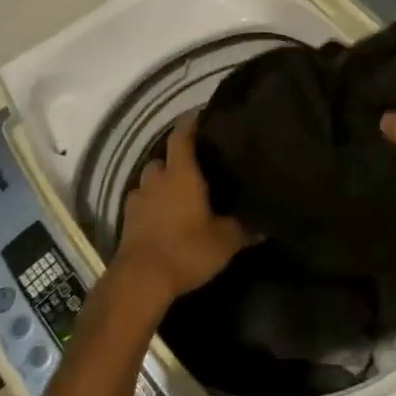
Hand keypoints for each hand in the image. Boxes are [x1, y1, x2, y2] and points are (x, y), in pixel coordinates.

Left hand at [114, 114, 248, 307]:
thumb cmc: (186, 250)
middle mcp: (156, 180)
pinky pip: (140, 203)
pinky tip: (163, 216)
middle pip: (163, 158)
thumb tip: (267, 226)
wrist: (140, 281)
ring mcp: (137, 200)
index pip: (182, 136)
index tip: (201, 114)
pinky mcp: (127, 221)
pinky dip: (151, 204)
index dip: (190, 122)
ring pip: (149, 181)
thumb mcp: (225, 242)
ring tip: (179, 193)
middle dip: (176, 159)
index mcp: (181, 174)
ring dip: (161, 183)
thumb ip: (245, 230)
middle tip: (196, 166)